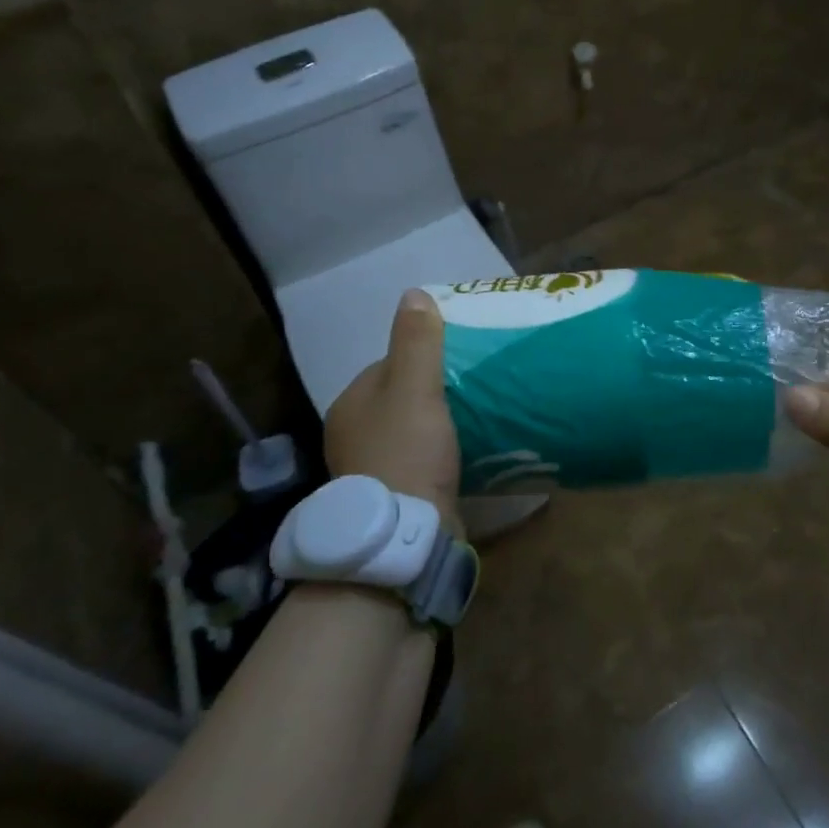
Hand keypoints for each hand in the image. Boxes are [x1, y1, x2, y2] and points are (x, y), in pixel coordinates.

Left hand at [324, 290, 461, 533]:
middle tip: (475, 391)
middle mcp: (352, 435)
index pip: (389, 366)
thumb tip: (413, 293)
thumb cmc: (407, 450)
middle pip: (400, 400)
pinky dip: (438, 455)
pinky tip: (465, 456)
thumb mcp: (415, 387)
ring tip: (478, 421)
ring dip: (438, 427)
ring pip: (410, 432)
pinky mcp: (392, 498)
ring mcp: (370, 470)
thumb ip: (416, 342)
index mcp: (351, 403)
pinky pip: (419, 462)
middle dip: (433, 394)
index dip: (424, 360)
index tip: (460, 362)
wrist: (405, 534)